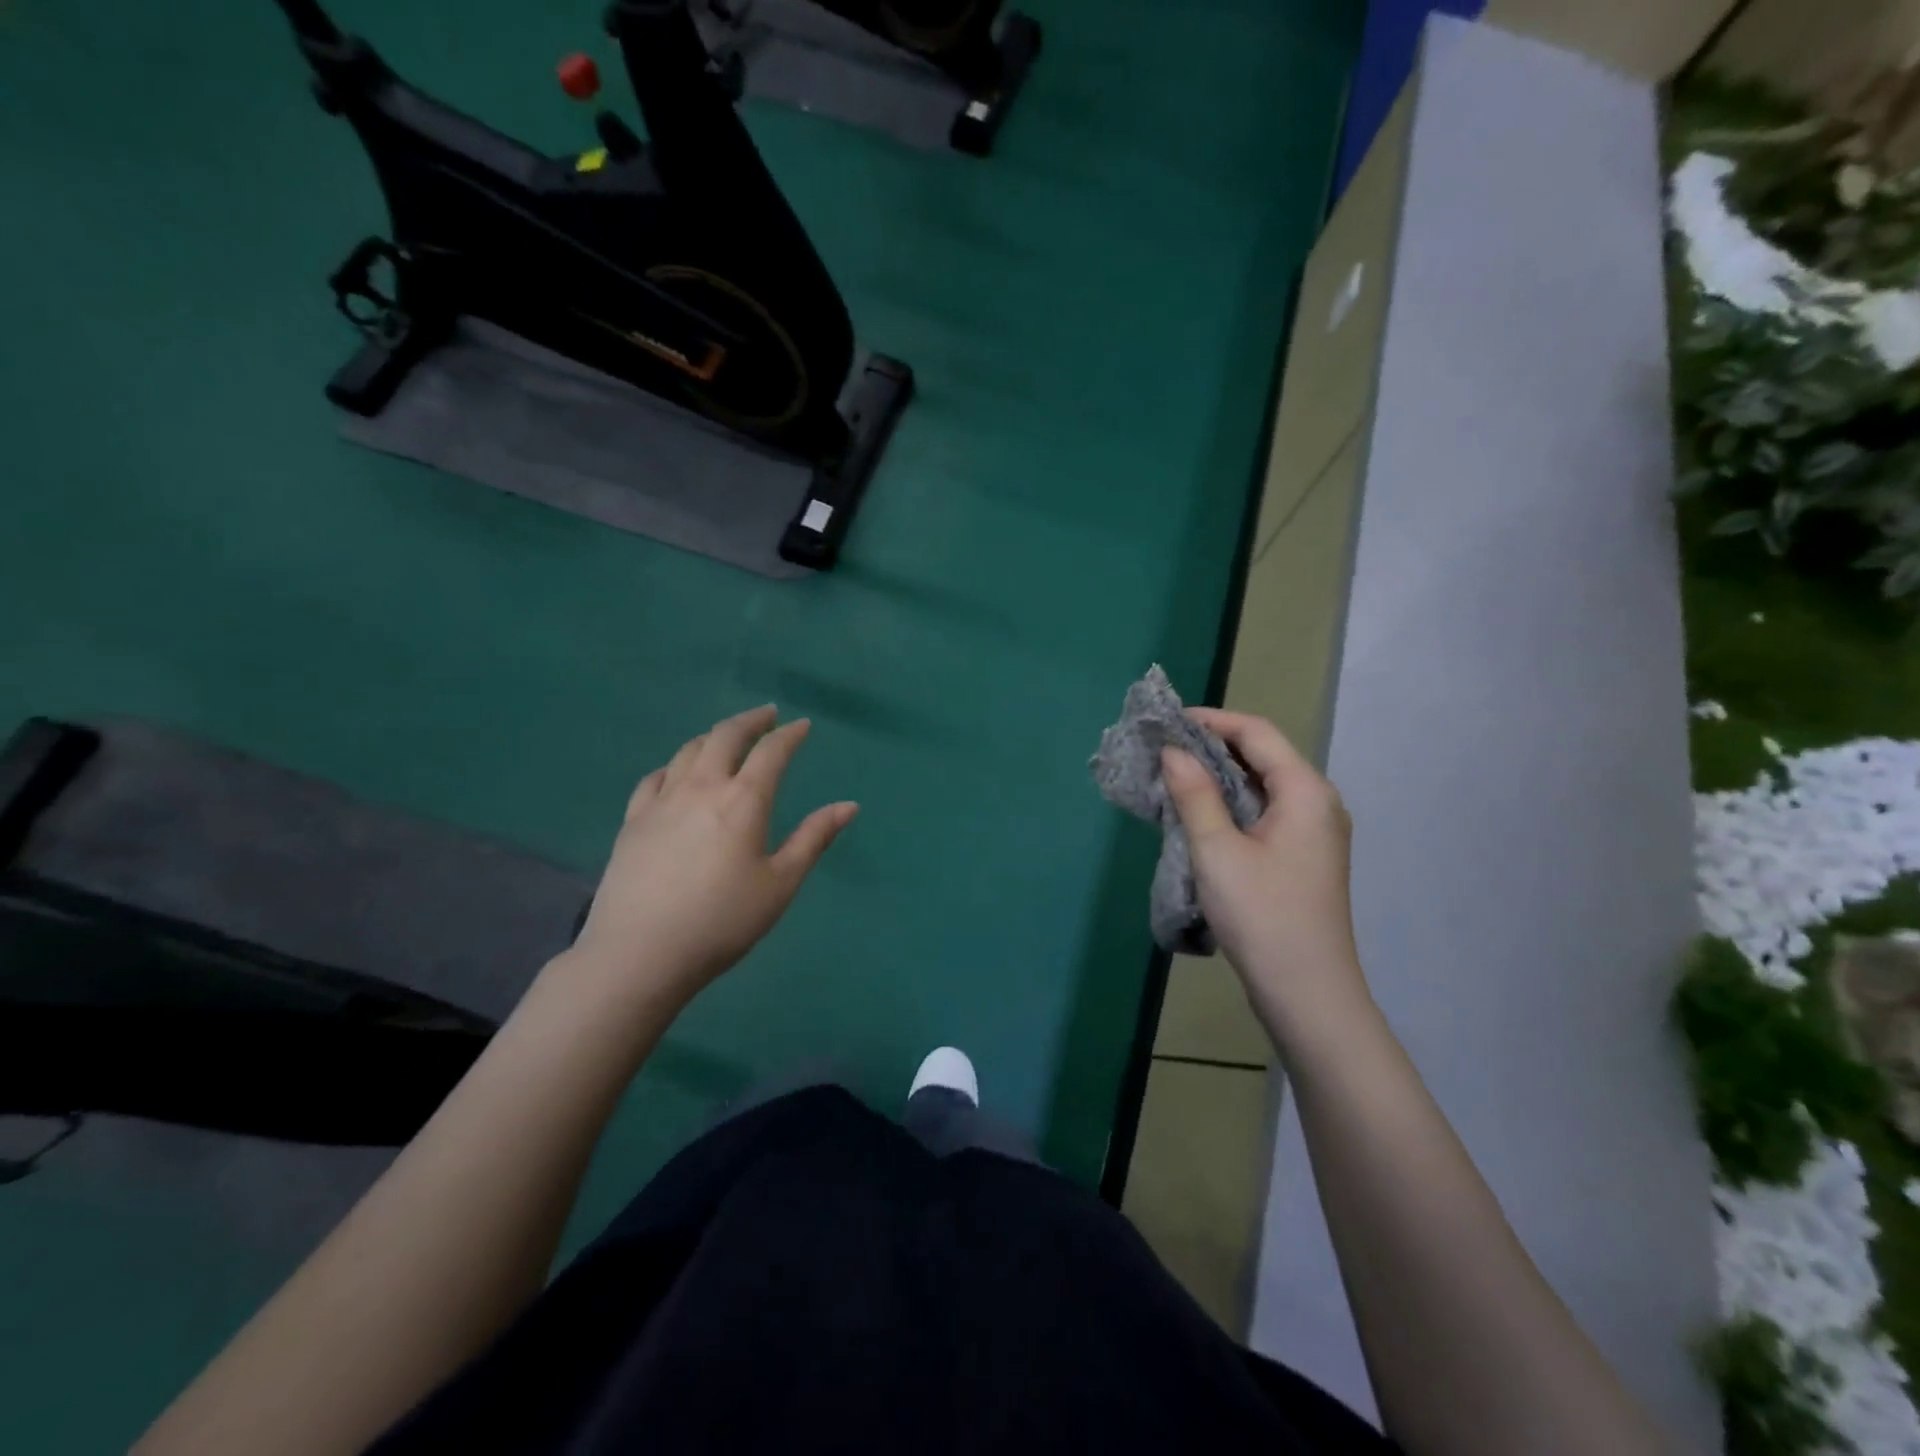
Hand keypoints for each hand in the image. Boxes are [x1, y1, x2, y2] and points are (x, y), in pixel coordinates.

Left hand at [567, 706, 856, 1013]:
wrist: (640, 953)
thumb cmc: (723, 921)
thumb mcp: (781, 884)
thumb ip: (814, 839)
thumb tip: (849, 805)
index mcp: (743, 801)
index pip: (771, 752)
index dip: (790, 735)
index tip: (803, 726)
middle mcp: (701, 788)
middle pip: (725, 736)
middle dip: (751, 721)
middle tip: (767, 716)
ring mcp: (662, 801)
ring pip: (688, 751)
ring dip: (713, 736)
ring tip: (727, 738)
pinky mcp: (633, 821)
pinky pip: (654, 778)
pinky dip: (674, 765)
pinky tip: (677, 773)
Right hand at [1161, 710, 1369, 1041]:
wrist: (1307, 993)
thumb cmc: (1262, 915)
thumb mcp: (1217, 850)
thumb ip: (1194, 794)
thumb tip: (1172, 751)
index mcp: (1305, 791)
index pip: (1256, 733)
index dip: (1212, 720)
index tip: (1167, 722)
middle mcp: (1317, 803)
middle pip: (1263, 756)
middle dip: (1212, 747)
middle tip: (1163, 750)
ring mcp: (1314, 832)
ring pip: (1262, 786)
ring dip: (1219, 778)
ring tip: (1173, 778)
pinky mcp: (1303, 857)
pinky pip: (1265, 813)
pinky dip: (1231, 805)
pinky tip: (1199, 815)